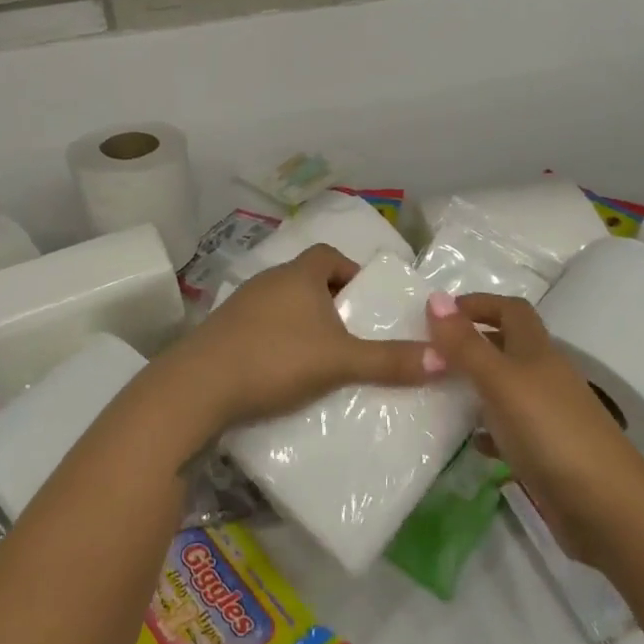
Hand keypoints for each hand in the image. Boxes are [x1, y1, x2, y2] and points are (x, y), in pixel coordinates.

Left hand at [158, 245, 434, 433]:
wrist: (197, 387)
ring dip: (301, 322)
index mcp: (298, 275)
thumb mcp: (340, 361)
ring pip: (281, 304)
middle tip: (350, 332)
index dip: (351, 273)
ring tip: (321, 356)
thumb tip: (446, 359)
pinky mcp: (221, 332)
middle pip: (306, 279)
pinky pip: (259, 326)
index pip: (329, 256)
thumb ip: (390, 361)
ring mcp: (240, 305)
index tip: (365, 302)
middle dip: (329, 301)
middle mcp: (268, 280)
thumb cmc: (276, 359)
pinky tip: (282, 371)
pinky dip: (276, 340)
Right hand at [425, 291, 643, 562]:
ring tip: (437, 394)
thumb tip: (435, 296)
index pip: (510, 310)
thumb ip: (466, 345)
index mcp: (537, 351)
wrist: (608, 508)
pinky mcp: (547, 454)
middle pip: (508, 347)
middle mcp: (544, 377)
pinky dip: (488, 431)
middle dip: (472, 343)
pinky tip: (468, 443)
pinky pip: (510, 432)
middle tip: (429, 354)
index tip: (439, 313)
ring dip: (476, 387)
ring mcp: (548, 417)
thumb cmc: (551, 432)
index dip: (478, 304)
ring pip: (506, 389)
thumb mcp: (501, 382)